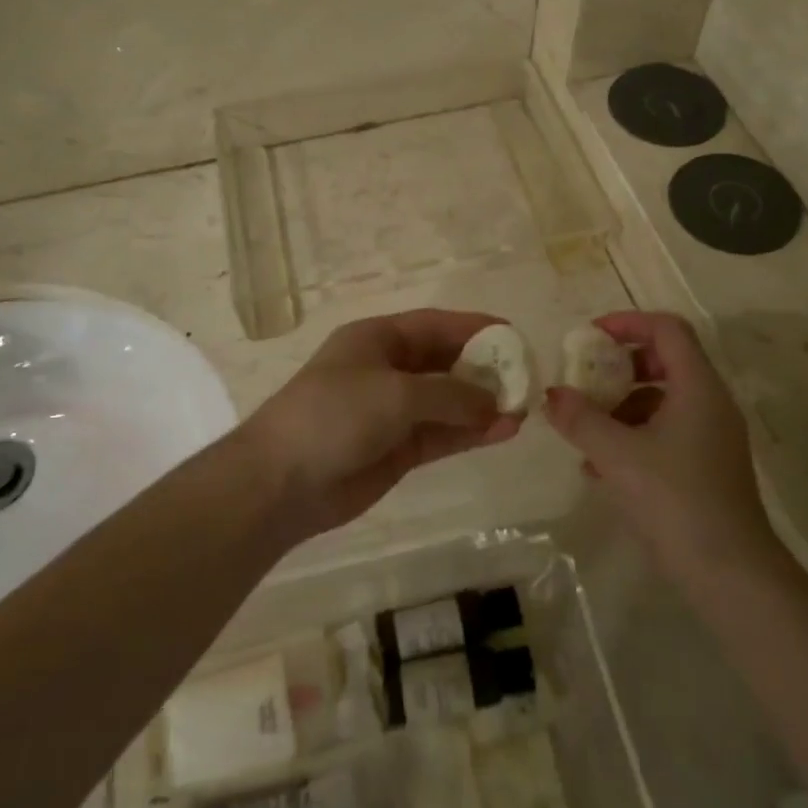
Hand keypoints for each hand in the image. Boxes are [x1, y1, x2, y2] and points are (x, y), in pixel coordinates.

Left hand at [243, 310, 522, 542]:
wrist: (281, 482)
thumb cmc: (335, 415)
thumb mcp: (397, 393)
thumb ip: (452, 394)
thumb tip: (496, 403)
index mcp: (379, 339)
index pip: (436, 325)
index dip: (476, 328)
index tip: (515, 336)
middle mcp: (388, 370)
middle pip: (446, 363)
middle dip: (485, 370)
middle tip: (526, 380)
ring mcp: (392, 411)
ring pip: (448, 402)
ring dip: (483, 405)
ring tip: (523, 410)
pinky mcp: (397, 449)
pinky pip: (442, 433)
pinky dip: (470, 433)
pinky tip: (502, 432)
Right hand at [543, 312, 782, 587]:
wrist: (730, 573)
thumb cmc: (675, 500)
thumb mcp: (617, 455)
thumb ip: (581, 419)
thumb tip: (552, 395)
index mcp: (698, 387)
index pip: (666, 329)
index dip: (627, 323)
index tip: (590, 336)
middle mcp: (711, 403)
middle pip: (665, 361)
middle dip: (620, 367)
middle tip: (586, 379)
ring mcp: (712, 436)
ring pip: (663, 399)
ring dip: (622, 406)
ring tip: (585, 431)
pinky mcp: (707, 466)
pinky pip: (666, 432)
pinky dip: (633, 435)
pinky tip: (600, 467)